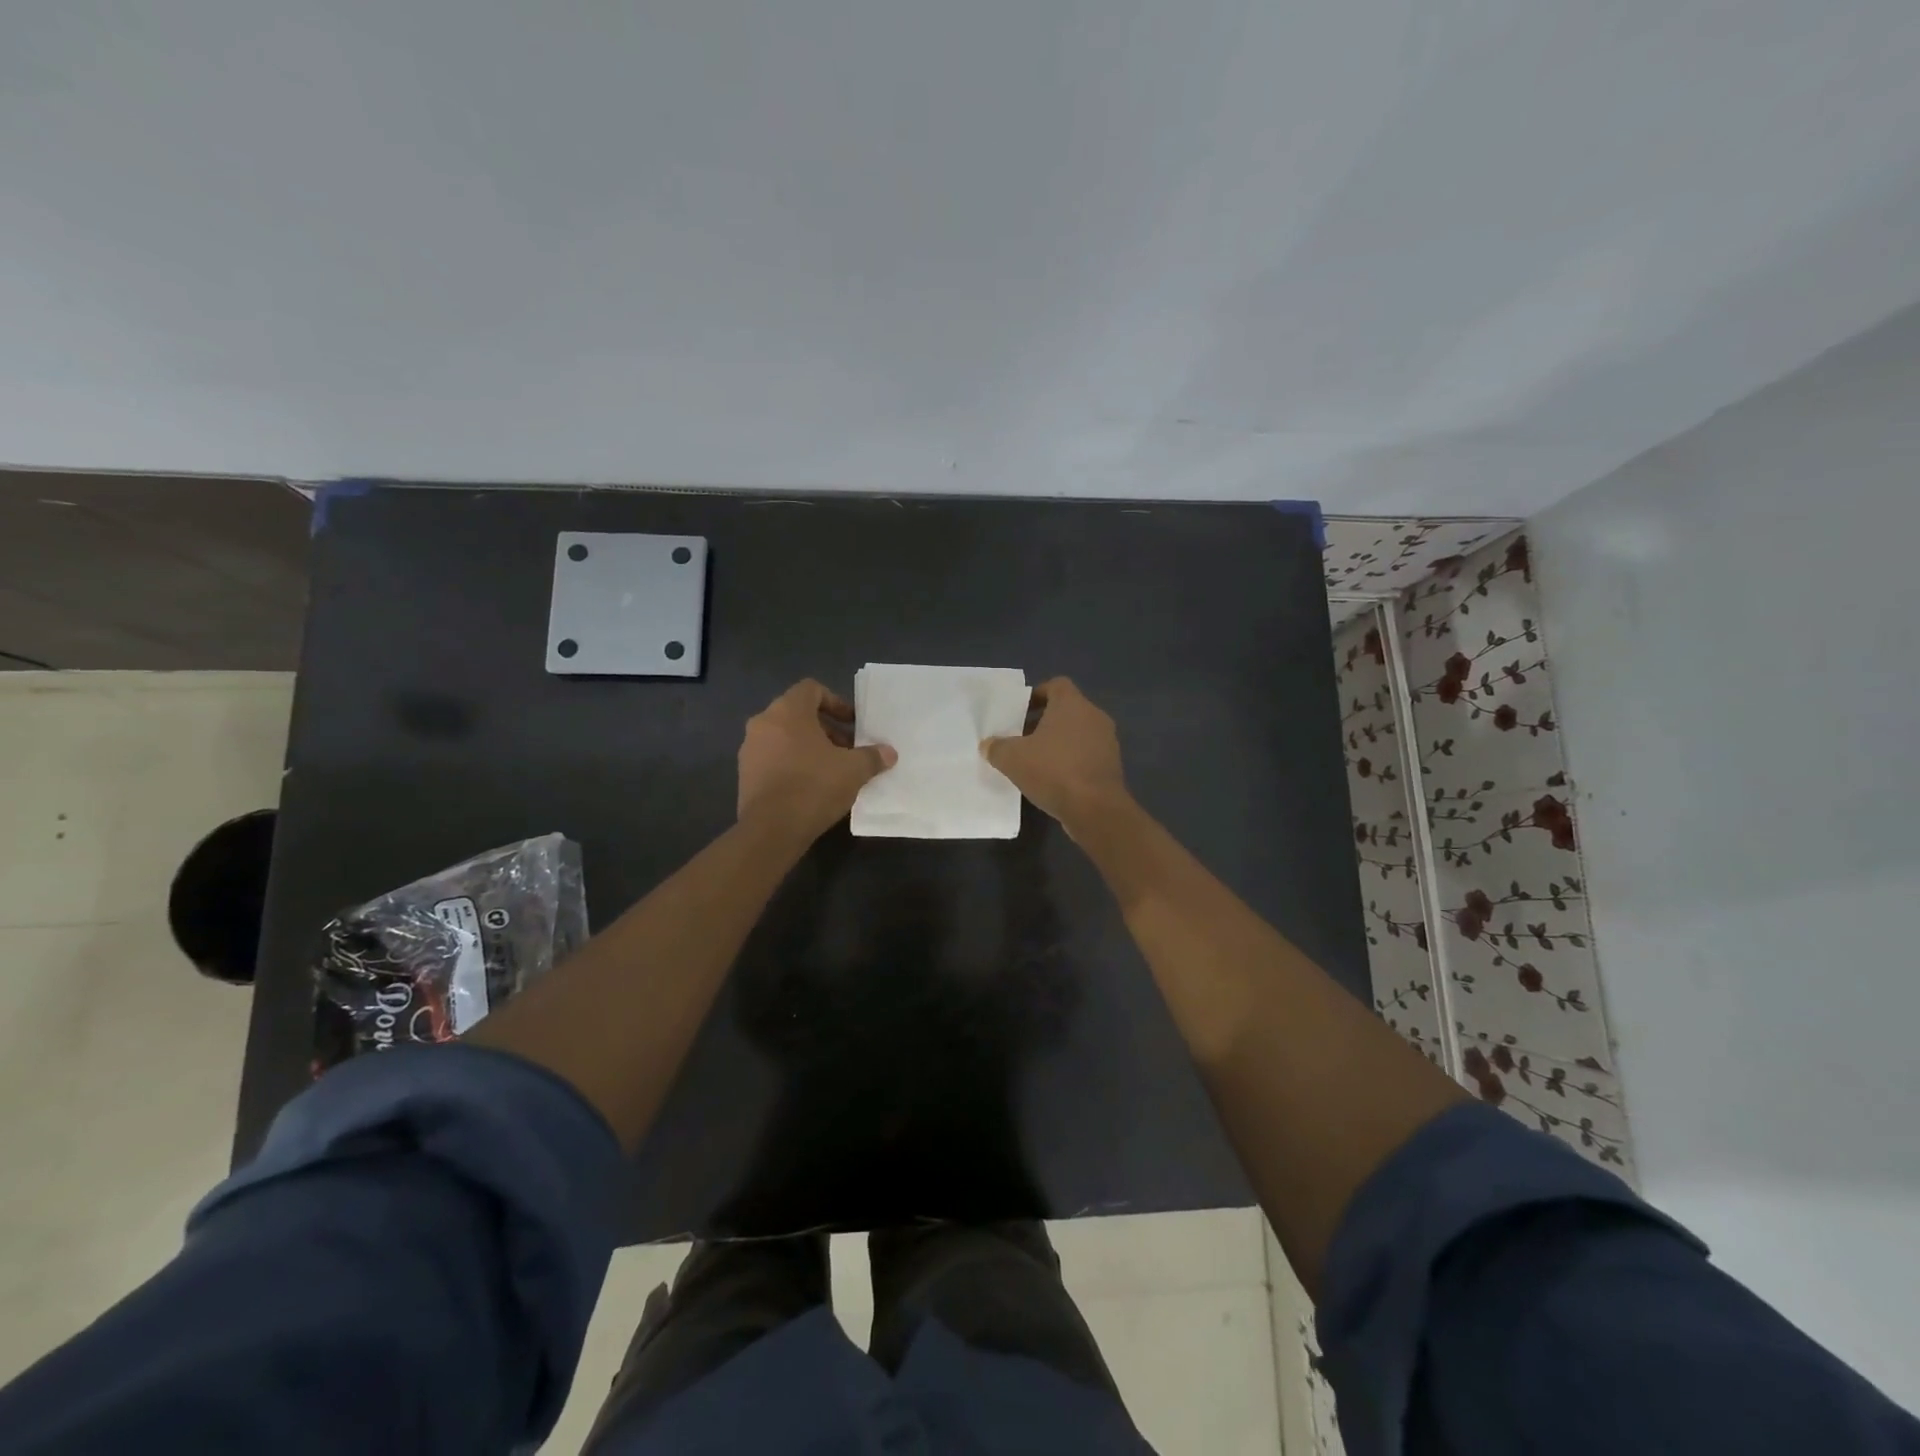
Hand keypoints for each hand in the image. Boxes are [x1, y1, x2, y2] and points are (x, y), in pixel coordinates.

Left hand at [738, 680, 896, 841]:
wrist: (771, 829)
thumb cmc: (814, 786)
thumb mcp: (853, 770)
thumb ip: (872, 756)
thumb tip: (889, 753)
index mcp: (787, 711)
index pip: (811, 689)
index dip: (836, 702)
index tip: (852, 724)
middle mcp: (763, 723)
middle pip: (798, 714)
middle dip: (826, 729)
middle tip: (847, 750)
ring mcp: (750, 749)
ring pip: (785, 737)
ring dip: (809, 748)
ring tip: (831, 770)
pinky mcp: (745, 775)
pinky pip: (773, 759)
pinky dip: (792, 764)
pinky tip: (811, 787)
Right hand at [981, 677, 1129, 827]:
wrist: (1095, 809)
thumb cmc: (1053, 771)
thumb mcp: (1013, 759)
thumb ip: (997, 747)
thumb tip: (988, 745)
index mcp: (1072, 704)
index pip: (1056, 685)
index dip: (1037, 695)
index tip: (1020, 711)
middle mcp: (1094, 716)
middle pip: (1066, 710)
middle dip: (1044, 722)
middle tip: (1022, 738)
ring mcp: (1107, 741)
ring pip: (1078, 733)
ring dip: (1059, 743)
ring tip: (1036, 760)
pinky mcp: (1112, 765)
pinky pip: (1087, 754)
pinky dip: (1071, 760)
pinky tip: (1054, 779)